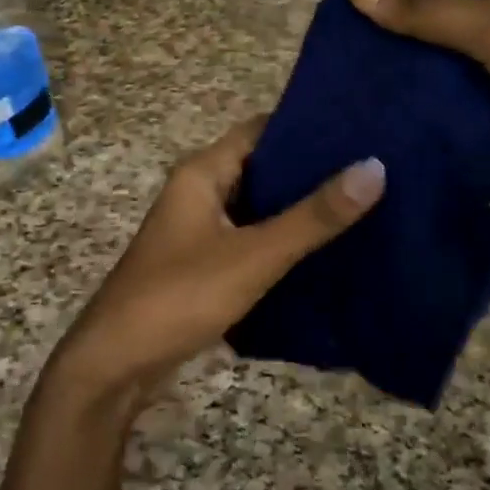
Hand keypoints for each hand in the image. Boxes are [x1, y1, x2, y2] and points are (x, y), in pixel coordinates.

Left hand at [44, 118, 384, 416]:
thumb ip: (313, 217)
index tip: (362, 129)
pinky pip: (251, 238)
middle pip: (263, 167)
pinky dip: (283, 239)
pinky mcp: (203, 263)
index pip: (262, 130)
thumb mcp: (253, 255)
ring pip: (258, 206)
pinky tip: (325, 250)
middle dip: (312, 170)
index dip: (308, 126)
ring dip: (299, 208)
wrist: (114, 364)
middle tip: (374, 169)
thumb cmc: (179, 296)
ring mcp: (199, 229)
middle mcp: (199, 191)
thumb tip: (374, 167)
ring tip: (362, 204)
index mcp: (202, 172)